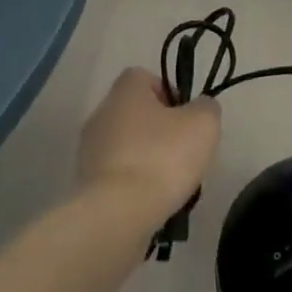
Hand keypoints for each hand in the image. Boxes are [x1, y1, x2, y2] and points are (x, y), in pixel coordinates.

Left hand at [77, 68, 220, 225]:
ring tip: (170, 185)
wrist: (118, 214)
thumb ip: (206, 107)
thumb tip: (200, 107)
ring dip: (147, 160)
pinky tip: (151, 203)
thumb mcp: (203, 124)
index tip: (186, 118)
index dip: (169, 93)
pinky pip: (116, 176)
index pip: (145, 77)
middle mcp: (101, 113)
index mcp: (125, 90)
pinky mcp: (85, 184)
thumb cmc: (162, 157)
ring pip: (127, 146)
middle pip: (136, 113)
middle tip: (183, 153)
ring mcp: (89, 150)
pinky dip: (133, 185)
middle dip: (160, 131)